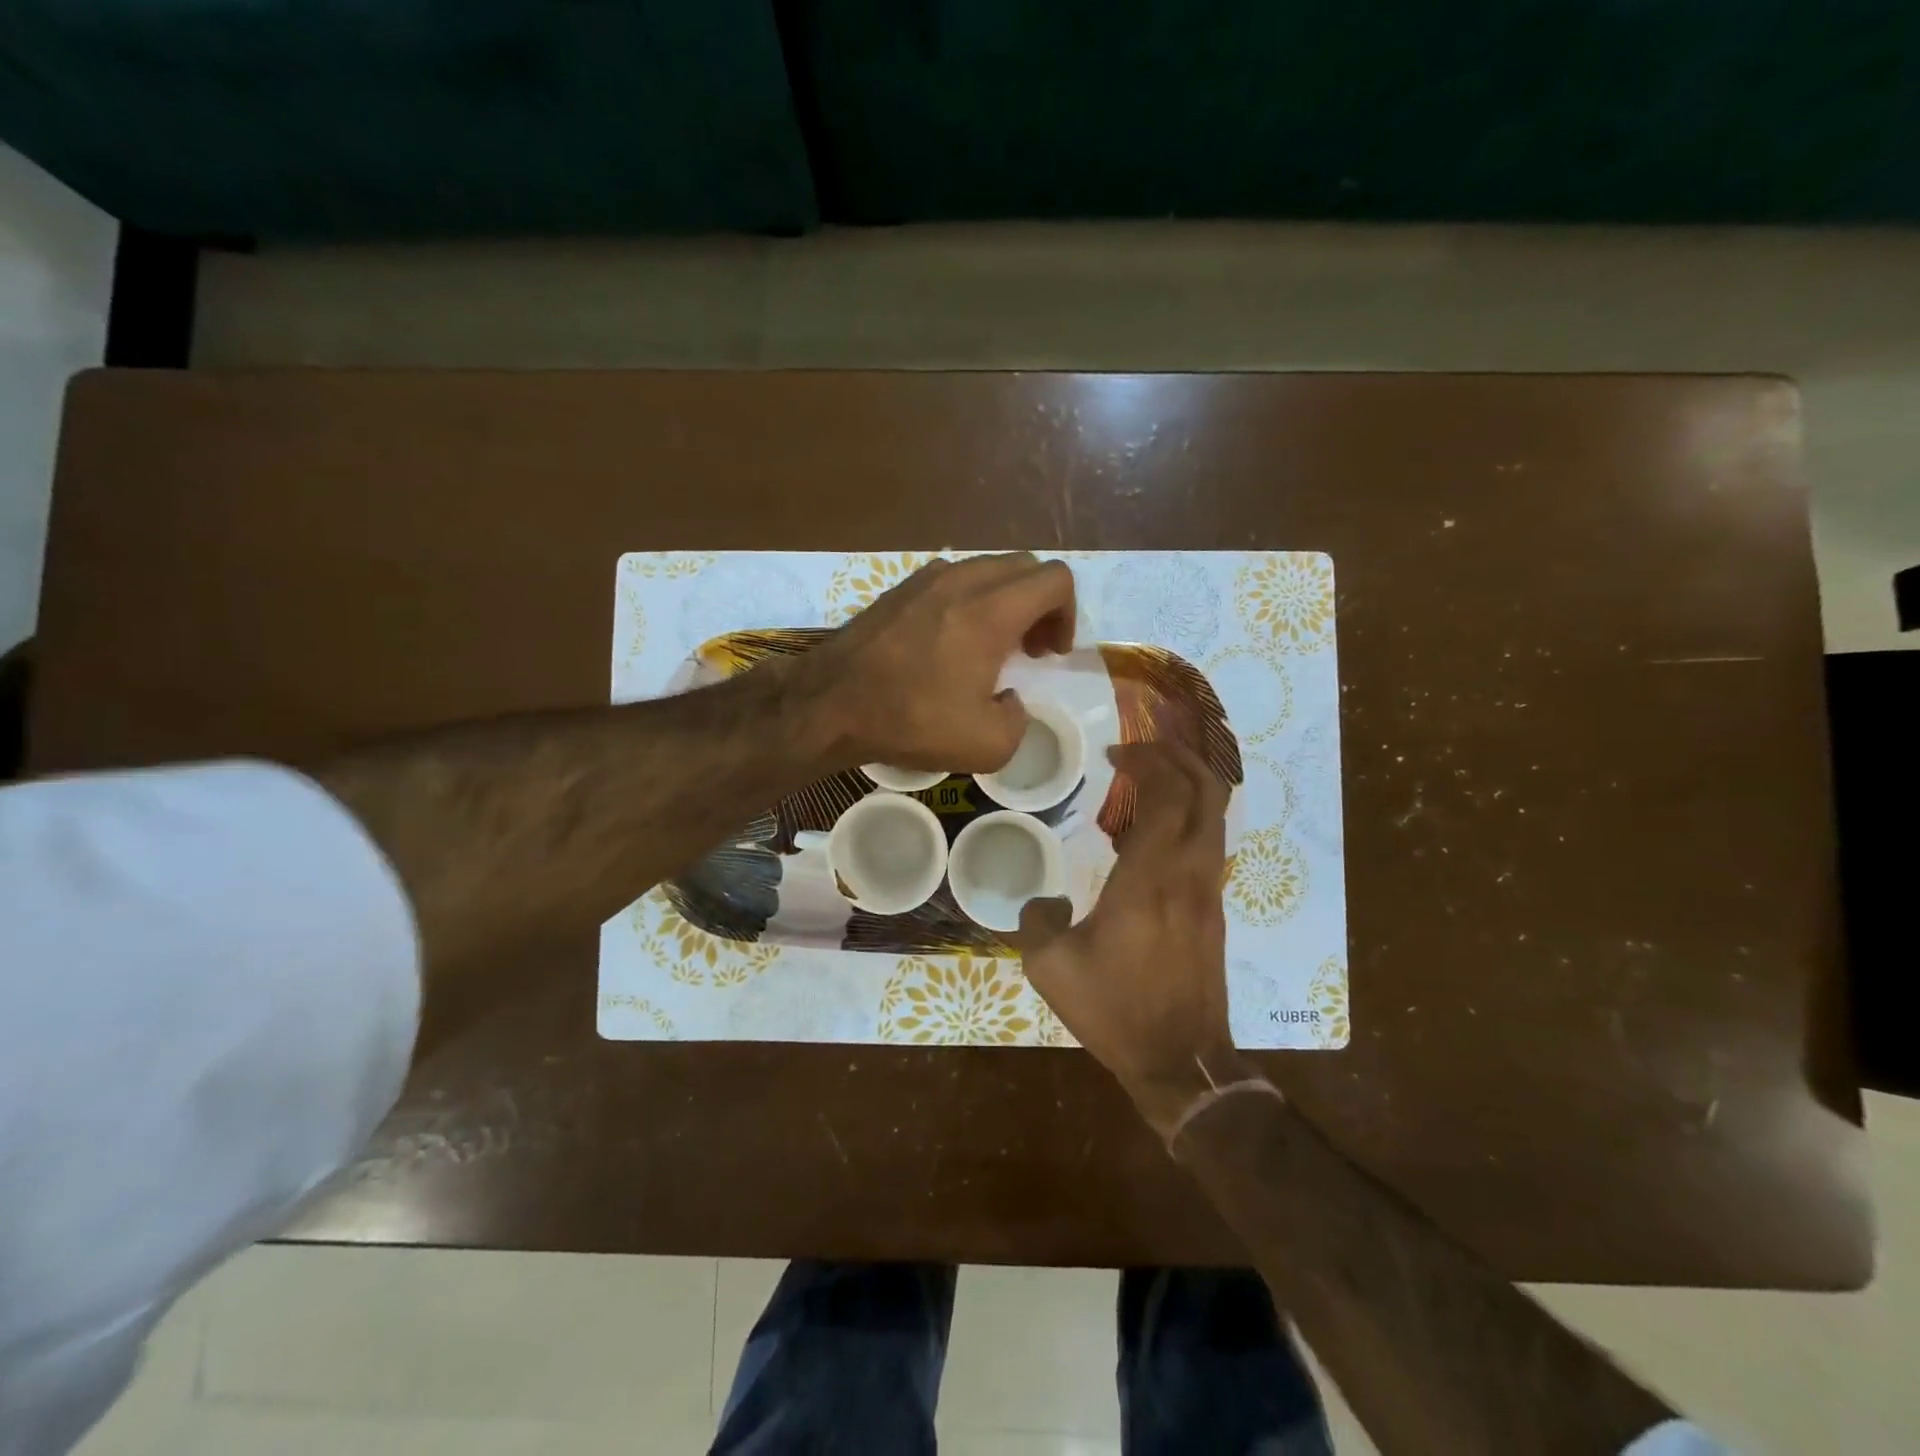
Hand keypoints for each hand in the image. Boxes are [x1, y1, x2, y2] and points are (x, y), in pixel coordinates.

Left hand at [808, 553, 1076, 772]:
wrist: (831, 703)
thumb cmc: (911, 720)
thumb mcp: (987, 745)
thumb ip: (1019, 720)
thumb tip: (1010, 700)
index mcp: (991, 610)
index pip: (1056, 580)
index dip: (1068, 615)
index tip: (1051, 654)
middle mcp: (963, 580)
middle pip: (1025, 567)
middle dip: (1042, 605)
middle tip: (1032, 649)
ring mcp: (927, 578)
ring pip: (989, 569)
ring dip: (1007, 600)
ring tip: (994, 645)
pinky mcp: (900, 587)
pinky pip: (955, 578)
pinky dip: (973, 599)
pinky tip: (954, 640)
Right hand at [1017, 741, 1250, 1137]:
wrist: (1181, 1061)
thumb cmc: (1115, 1010)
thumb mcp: (1051, 968)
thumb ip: (1037, 920)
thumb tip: (1046, 902)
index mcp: (1150, 878)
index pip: (1166, 795)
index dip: (1147, 762)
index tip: (1114, 754)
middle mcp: (1189, 873)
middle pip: (1207, 791)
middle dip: (1178, 757)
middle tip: (1140, 751)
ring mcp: (1210, 890)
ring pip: (1217, 815)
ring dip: (1190, 783)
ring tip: (1150, 778)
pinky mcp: (1215, 909)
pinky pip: (1211, 841)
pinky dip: (1191, 815)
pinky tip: (1156, 830)